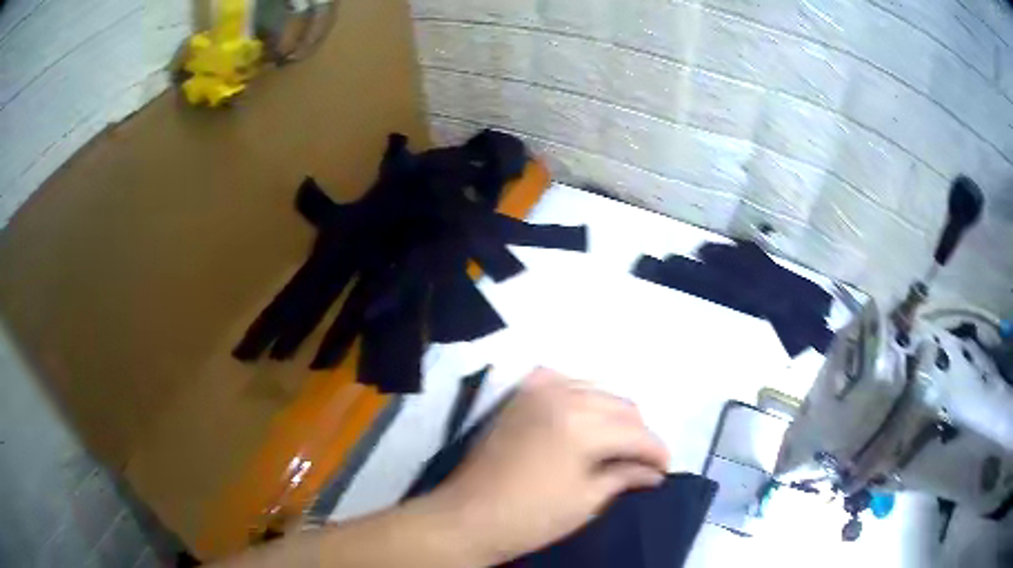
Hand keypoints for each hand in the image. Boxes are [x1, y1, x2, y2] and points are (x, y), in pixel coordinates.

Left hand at [428, 368, 669, 564]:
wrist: (467, 517)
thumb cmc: (529, 518)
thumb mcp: (586, 502)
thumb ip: (625, 477)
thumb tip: (653, 472)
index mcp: (581, 425)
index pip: (636, 433)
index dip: (657, 452)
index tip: (665, 470)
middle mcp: (562, 395)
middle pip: (621, 406)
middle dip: (638, 434)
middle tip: (644, 462)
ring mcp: (536, 391)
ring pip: (596, 391)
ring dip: (614, 416)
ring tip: (618, 444)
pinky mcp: (519, 396)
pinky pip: (563, 382)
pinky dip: (582, 397)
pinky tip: (585, 417)